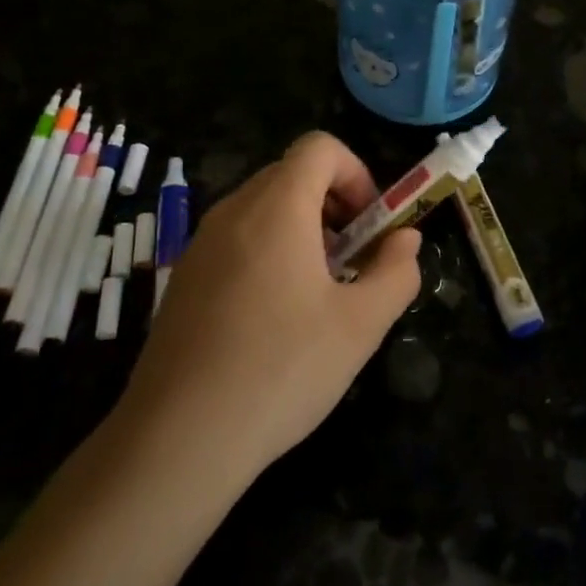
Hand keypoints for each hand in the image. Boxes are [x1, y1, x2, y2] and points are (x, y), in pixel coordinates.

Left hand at [119, 131, 421, 487]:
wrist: (179, 438)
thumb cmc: (281, 370)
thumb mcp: (360, 325)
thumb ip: (395, 272)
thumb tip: (406, 240)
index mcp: (277, 208)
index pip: (319, 147)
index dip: (356, 173)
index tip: (370, 225)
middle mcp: (233, 212)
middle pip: (291, 174)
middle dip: (333, 204)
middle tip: (352, 260)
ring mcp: (201, 244)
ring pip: (262, 208)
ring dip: (302, 229)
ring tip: (318, 292)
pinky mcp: (184, 277)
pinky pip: (236, 239)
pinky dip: (268, 251)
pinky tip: (274, 318)